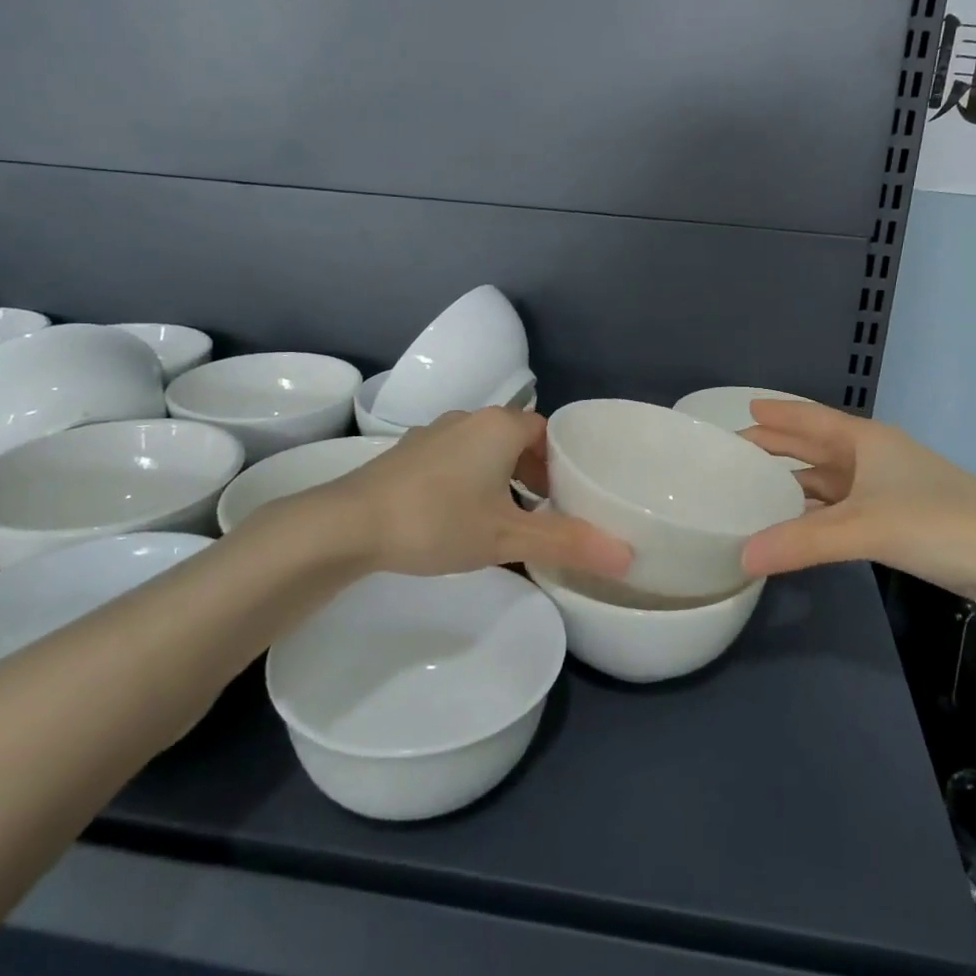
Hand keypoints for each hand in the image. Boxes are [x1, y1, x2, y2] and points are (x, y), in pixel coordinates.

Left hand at [264, 406, 631, 579]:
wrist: (348, 525)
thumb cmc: (437, 521)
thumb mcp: (507, 536)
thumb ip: (566, 543)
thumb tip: (627, 557)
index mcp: (499, 426)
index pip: (546, 431)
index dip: (561, 463)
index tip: (567, 497)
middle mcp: (467, 419)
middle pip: (514, 439)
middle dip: (532, 473)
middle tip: (542, 513)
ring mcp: (430, 434)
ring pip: (481, 450)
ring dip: (498, 478)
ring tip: (501, 519)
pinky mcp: (404, 454)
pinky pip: (451, 460)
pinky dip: (466, 481)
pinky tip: (455, 518)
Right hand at [738, 400, 975, 610]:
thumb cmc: (937, 523)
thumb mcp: (863, 528)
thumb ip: (801, 542)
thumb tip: (742, 558)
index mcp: (868, 441)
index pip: (812, 419)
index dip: (779, 415)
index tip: (746, 409)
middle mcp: (876, 458)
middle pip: (817, 447)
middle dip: (779, 448)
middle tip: (738, 452)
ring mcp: (890, 490)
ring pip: (830, 480)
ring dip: (796, 484)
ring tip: (756, 490)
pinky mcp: (900, 521)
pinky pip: (843, 509)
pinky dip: (817, 514)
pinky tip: (797, 525)